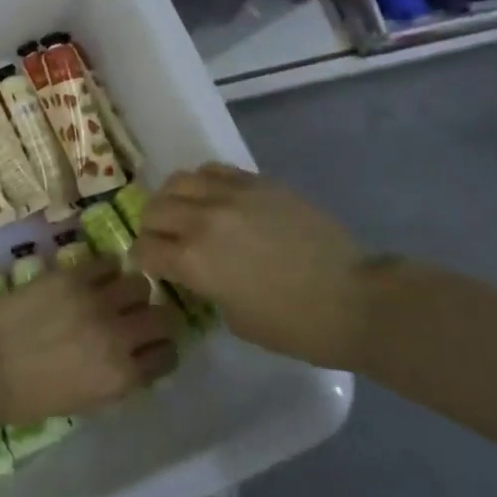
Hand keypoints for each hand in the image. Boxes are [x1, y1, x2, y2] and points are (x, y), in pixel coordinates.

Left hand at [0, 258, 179, 427]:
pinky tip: (97, 274)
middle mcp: (117, 337)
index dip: (164, 349)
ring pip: (139, 284)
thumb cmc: (28, 396)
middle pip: (163, 317)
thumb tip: (133, 359)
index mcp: (120, 377)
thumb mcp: (84, 401)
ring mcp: (96, 302)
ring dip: (132, 290)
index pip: (166, 357)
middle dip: (156, 317)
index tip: (155, 344)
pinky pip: (107, 261)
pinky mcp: (73, 276)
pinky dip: (107, 267)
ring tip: (116, 292)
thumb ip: (115, 379)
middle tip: (139, 315)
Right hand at [130, 164, 373, 368]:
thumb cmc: (295, 326)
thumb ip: (205, 286)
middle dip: (153, 228)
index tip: (150, 265)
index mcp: (194, 261)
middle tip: (164, 239)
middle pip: (155, 209)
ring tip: (185, 211)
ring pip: (178, 181)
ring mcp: (231, 195)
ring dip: (173, 199)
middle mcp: (203, 220)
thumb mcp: (235, 318)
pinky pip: (213, 170)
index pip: (146, 249)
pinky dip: (204, 182)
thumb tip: (197, 270)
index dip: (143, 260)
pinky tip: (214, 198)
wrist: (354, 298)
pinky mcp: (257, 181)